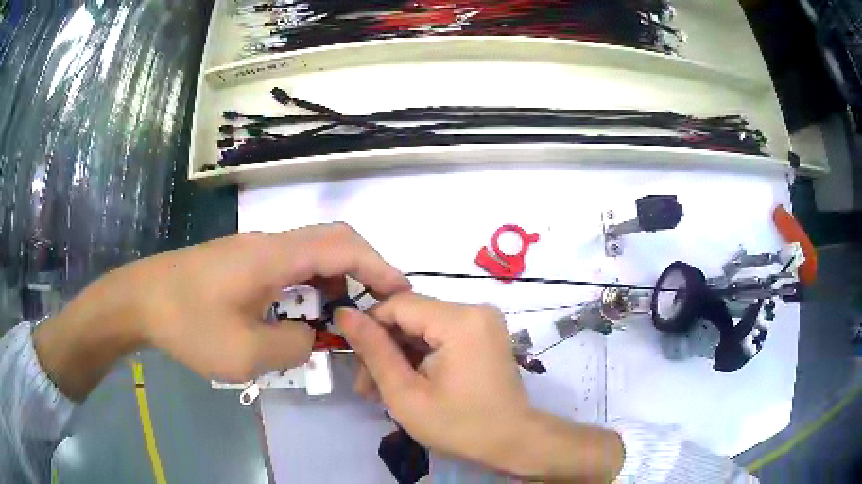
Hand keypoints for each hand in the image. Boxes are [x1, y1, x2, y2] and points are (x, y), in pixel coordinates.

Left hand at [35, 223, 410, 399]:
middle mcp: (269, 243)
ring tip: (338, 319)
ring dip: (333, 281)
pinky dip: (308, 286)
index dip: (378, 266)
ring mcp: (254, 250)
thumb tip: (310, 334)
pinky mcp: (242, 261)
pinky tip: (299, 315)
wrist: (142, 299)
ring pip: (310, 253)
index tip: (399, 294)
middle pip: (331, 240)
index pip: (342, 246)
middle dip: (362, 270)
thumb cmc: (188, 324)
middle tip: (374, 306)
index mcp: (274, 256)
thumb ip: (292, 345)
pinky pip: (288, 265)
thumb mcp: (244, 353)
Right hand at [337, 293, 623, 481]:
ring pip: (423, 328)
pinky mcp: (483, 335)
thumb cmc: (459, 425)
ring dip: (399, 356)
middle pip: (411, 316)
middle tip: (366, 386)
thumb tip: (344, 313)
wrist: (511, 442)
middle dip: (383, 349)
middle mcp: (475, 309)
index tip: (354, 360)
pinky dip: (420, 357)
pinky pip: (440, 336)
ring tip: (380, 391)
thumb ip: (374, 350)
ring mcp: (482, 322)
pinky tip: (406, 383)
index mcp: (460, 320)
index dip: (369, 327)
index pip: (398, 304)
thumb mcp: (406, 394)